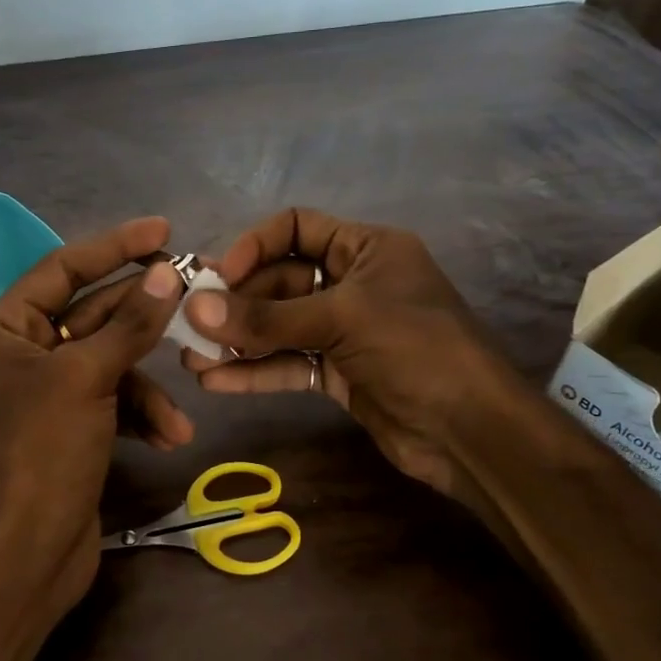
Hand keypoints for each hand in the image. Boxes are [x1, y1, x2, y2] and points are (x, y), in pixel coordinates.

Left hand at [0, 217, 189, 624]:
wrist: (27, 558)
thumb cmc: (42, 454)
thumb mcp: (87, 378)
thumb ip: (130, 323)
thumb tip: (167, 274)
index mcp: (2, 330)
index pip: (61, 269)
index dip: (113, 246)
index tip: (162, 230)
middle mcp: (18, 354)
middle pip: (91, 314)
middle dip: (143, 318)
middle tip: (197, 297)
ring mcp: (44, 392)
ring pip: (108, 362)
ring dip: (146, 385)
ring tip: (177, 415)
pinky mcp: (67, 426)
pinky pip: (110, 399)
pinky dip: (139, 414)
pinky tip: (169, 438)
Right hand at [180, 208, 526, 501]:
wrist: (471, 432)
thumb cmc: (416, 350)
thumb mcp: (343, 320)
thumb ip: (268, 317)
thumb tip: (197, 308)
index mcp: (366, 248)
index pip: (297, 227)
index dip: (255, 245)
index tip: (221, 274)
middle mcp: (353, 283)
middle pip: (280, 282)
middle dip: (236, 303)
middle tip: (190, 323)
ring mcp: (345, 332)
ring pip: (280, 327)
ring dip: (238, 341)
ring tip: (192, 358)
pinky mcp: (339, 374)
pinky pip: (289, 364)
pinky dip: (255, 372)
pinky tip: (216, 382)